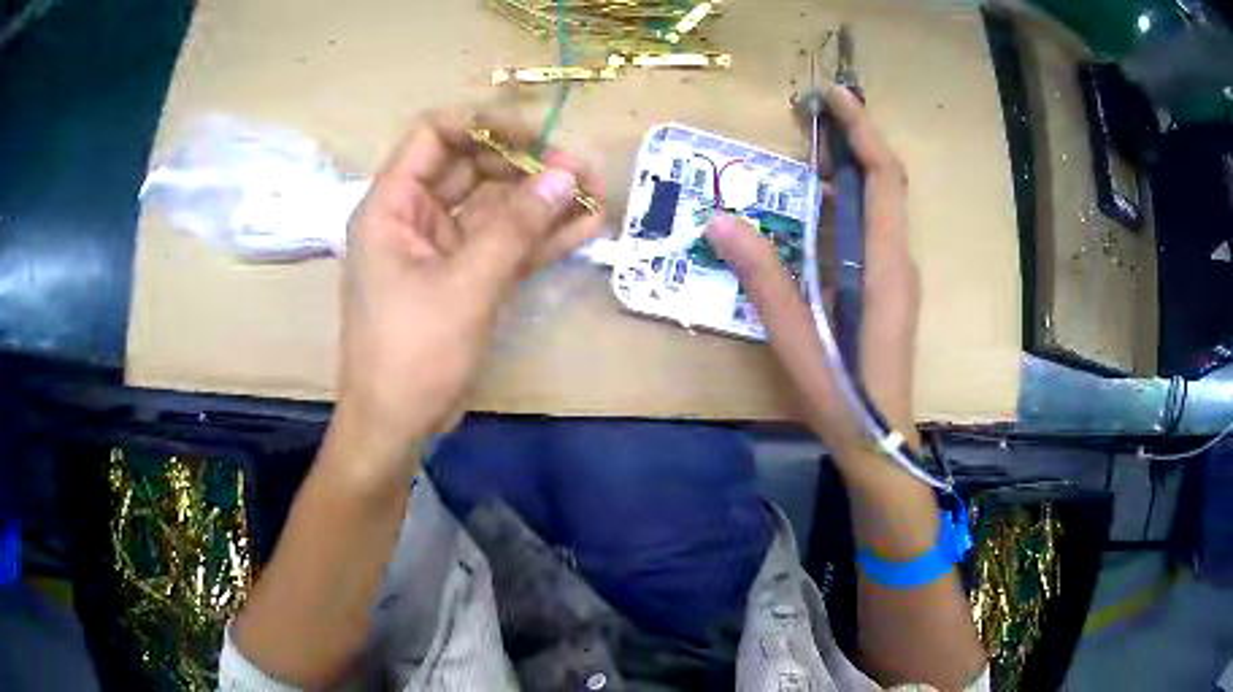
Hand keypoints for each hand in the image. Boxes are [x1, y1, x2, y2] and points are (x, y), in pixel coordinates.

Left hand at [333, 110, 602, 477]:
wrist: (396, 425)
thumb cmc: (412, 353)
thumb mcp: (464, 286)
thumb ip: (516, 228)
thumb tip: (565, 176)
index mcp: (393, 206)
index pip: (434, 135)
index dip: (483, 126)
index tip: (535, 137)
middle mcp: (415, 217)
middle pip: (473, 168)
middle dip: (527, 166)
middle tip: (581, 171)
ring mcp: (442, 249)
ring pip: (495, 208)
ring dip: (541, 201)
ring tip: (597, 194)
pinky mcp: (464, 278)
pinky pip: (504, 246)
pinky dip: (540, 239)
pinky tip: (585, 230)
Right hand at [706, 86, 919, 472]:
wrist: (880, 441)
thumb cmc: (843, 395)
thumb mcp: (797, 339)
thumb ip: (763, 278)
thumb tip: (720, 220)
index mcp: (885, 266)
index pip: (886, 178)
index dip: (863, 130)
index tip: (836, 95)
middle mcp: (899, 260)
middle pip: (887, 181)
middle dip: (855, 136)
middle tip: (813, 110)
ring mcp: (897, 273)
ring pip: (881, 203)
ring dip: (852, 165)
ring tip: (811, 140)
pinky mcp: (888, 286)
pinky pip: (872, 227)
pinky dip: (849, 198)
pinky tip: (818, 199)